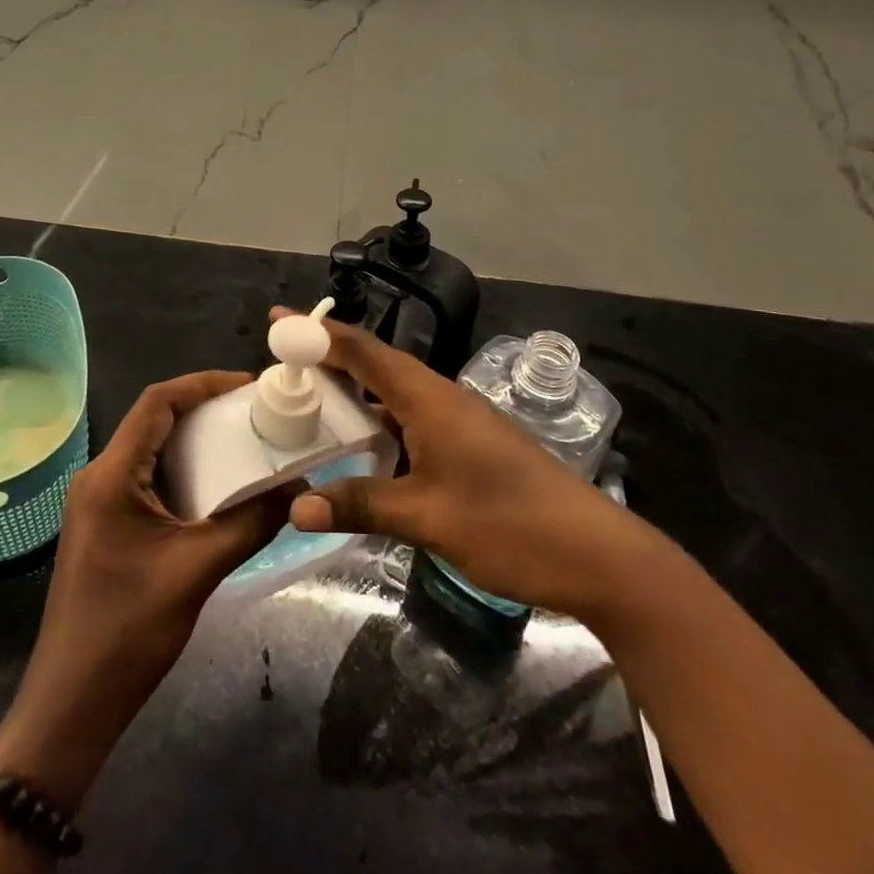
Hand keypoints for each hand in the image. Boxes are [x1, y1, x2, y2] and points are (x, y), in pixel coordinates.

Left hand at [0, 372, 294, 807]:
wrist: (71, 705)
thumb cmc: (127, 633)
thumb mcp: (197, 571)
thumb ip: (251, 523)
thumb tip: (300, 490)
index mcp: (111, 475)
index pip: (157, 403)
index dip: (203, 384)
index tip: (249, 385)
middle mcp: (100, 477)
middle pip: (155, 421)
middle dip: (206, 409)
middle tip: (257, 411)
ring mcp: (99, 502)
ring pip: (153, 450)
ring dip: (197, 441)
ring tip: (247, 440)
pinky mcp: (106, 524)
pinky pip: (148, 478)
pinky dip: (185, 471)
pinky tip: (220, 484)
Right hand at [279, 311, 631, 614]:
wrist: (595, 554)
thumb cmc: (508, 525)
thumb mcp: (427, 517)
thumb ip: (360, 504)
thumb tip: (297, 506)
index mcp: (429, 399)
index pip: (364, 352)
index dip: (319, 333)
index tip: (279, 319)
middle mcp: (442, 398)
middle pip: (377, 365)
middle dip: (330, 360)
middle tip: (284, 365)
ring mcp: (460, 421)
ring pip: (395, 395)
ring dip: (354, 394)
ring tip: (311, 403)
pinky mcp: (471, 445)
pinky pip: (411, 419)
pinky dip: (379, 423)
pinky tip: (362, 449)